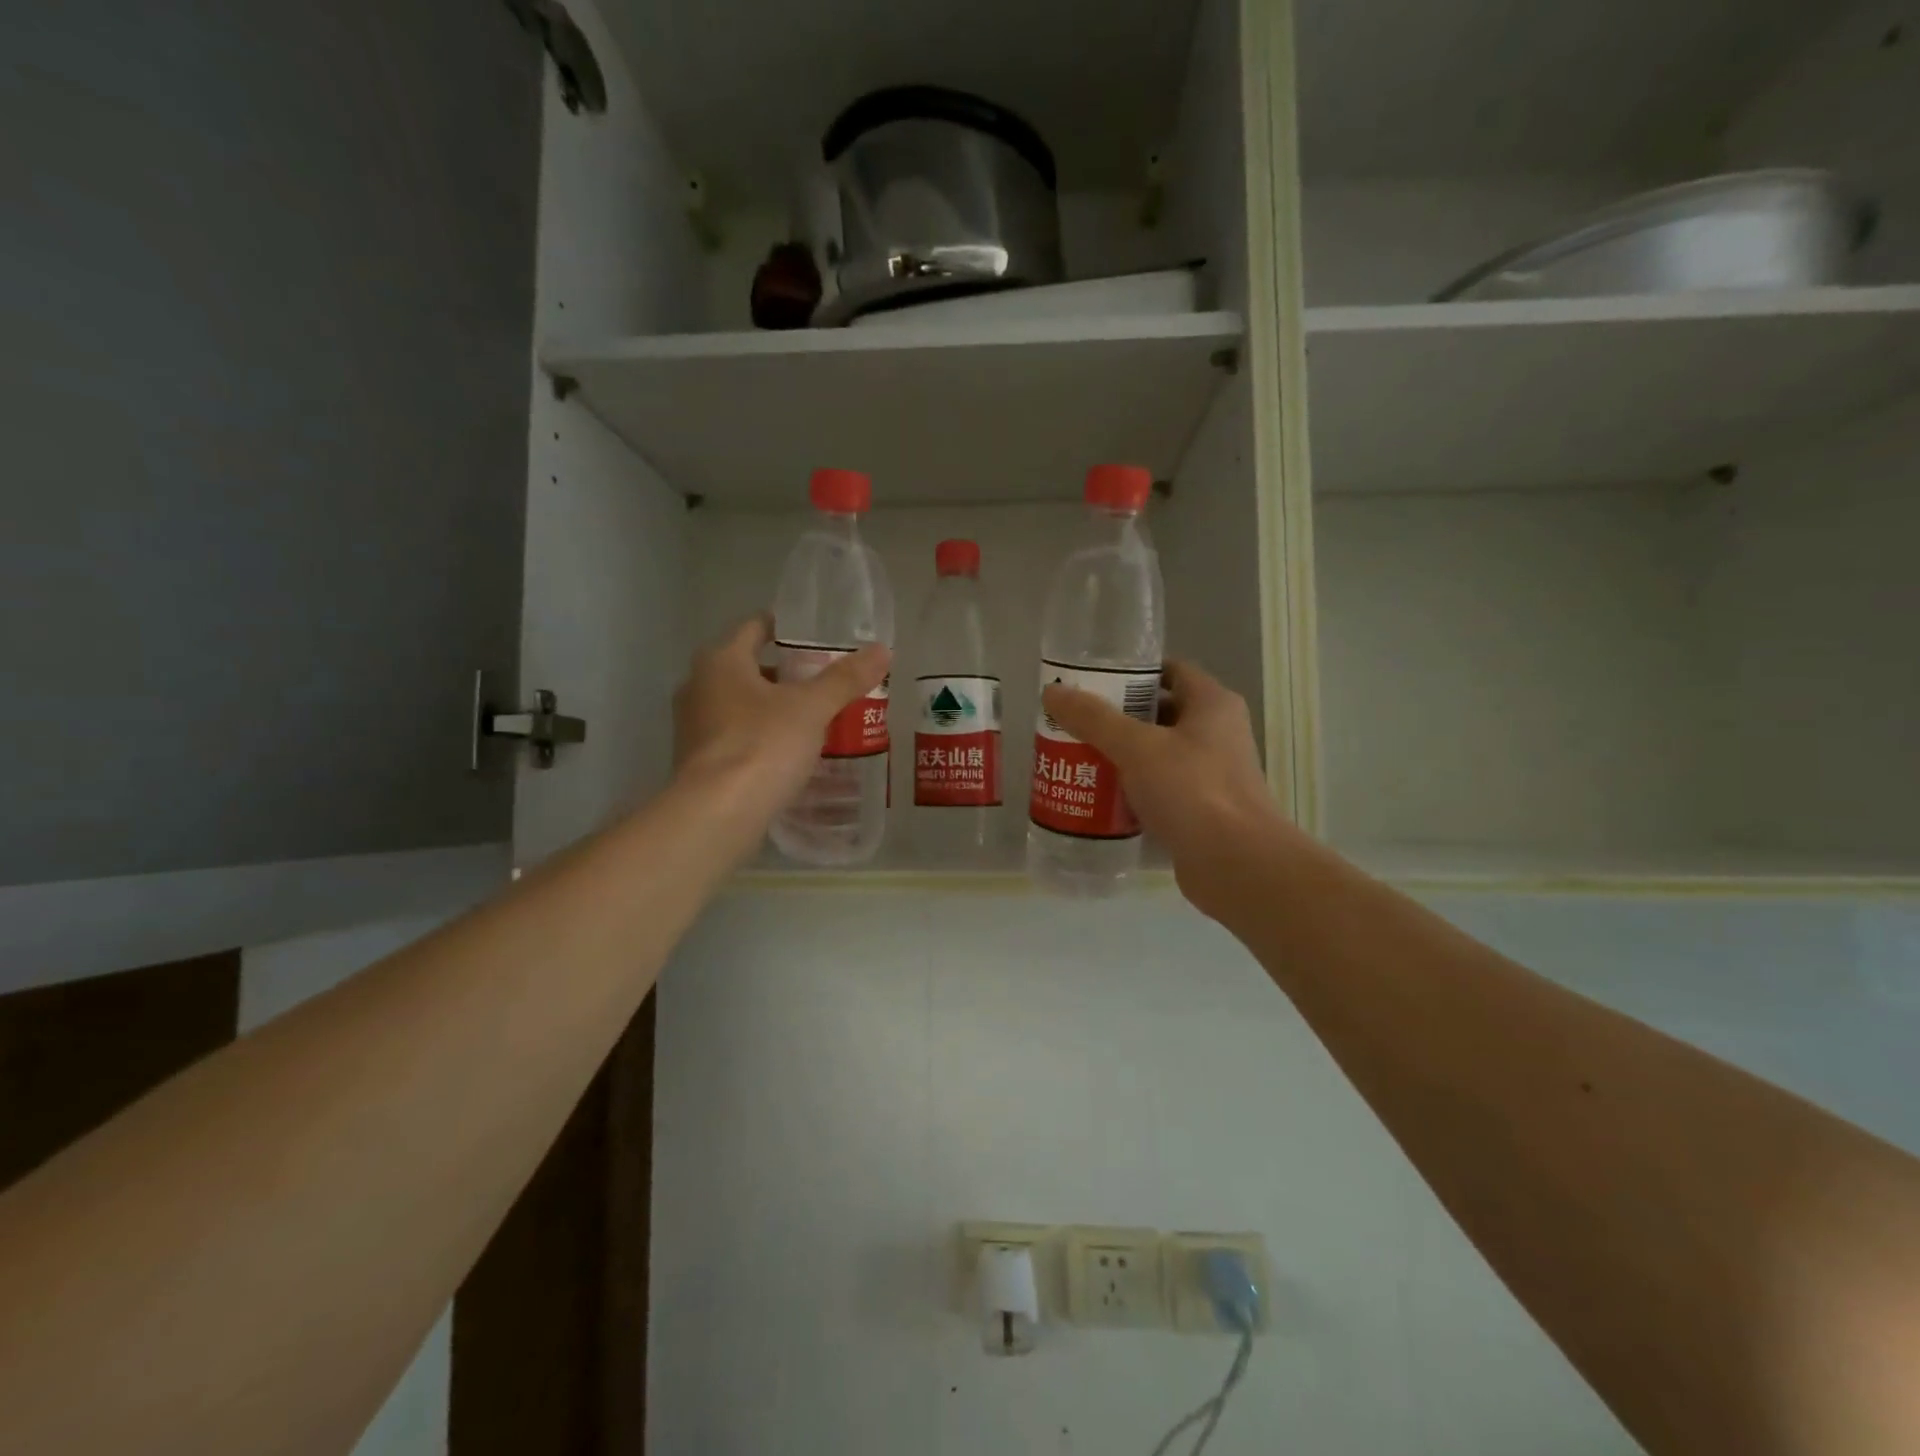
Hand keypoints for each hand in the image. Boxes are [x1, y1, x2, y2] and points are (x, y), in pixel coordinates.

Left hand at [672, 614, 889, 821]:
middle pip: (747, 668)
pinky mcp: (697, 761)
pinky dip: (760, 737)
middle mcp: (698, 686)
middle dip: (784, 674)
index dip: (785, 629)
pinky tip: (789, 754)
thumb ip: (845, 679)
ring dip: (772, 708)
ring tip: (813, 719)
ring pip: (740, 704)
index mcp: (720, 661)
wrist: (716, 815)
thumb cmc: (762, 746)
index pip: (754, 628)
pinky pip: (735, 737)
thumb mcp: (812, 709)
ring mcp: (692, 726)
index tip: (816, 638)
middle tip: (824, 682)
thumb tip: (882, 650)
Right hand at [1040, 659, 1294, 915]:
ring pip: (1157, 755)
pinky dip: (1131, 791)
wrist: (1236, 864)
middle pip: (1158, 713)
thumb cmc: (1191, 791)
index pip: (1169, 671)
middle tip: (1074, 723)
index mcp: (1212, 704)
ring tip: (1077, 758)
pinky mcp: (1201, 810)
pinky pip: (1159, 790)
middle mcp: (1217, 733)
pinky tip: (1097, 797)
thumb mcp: (1136, 747)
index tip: (1090, 681)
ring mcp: (1211, 774)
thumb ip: (1093, 718)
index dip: (1131, 672)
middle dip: (1116, 717)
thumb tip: (1052, 692)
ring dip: (1120, 756)